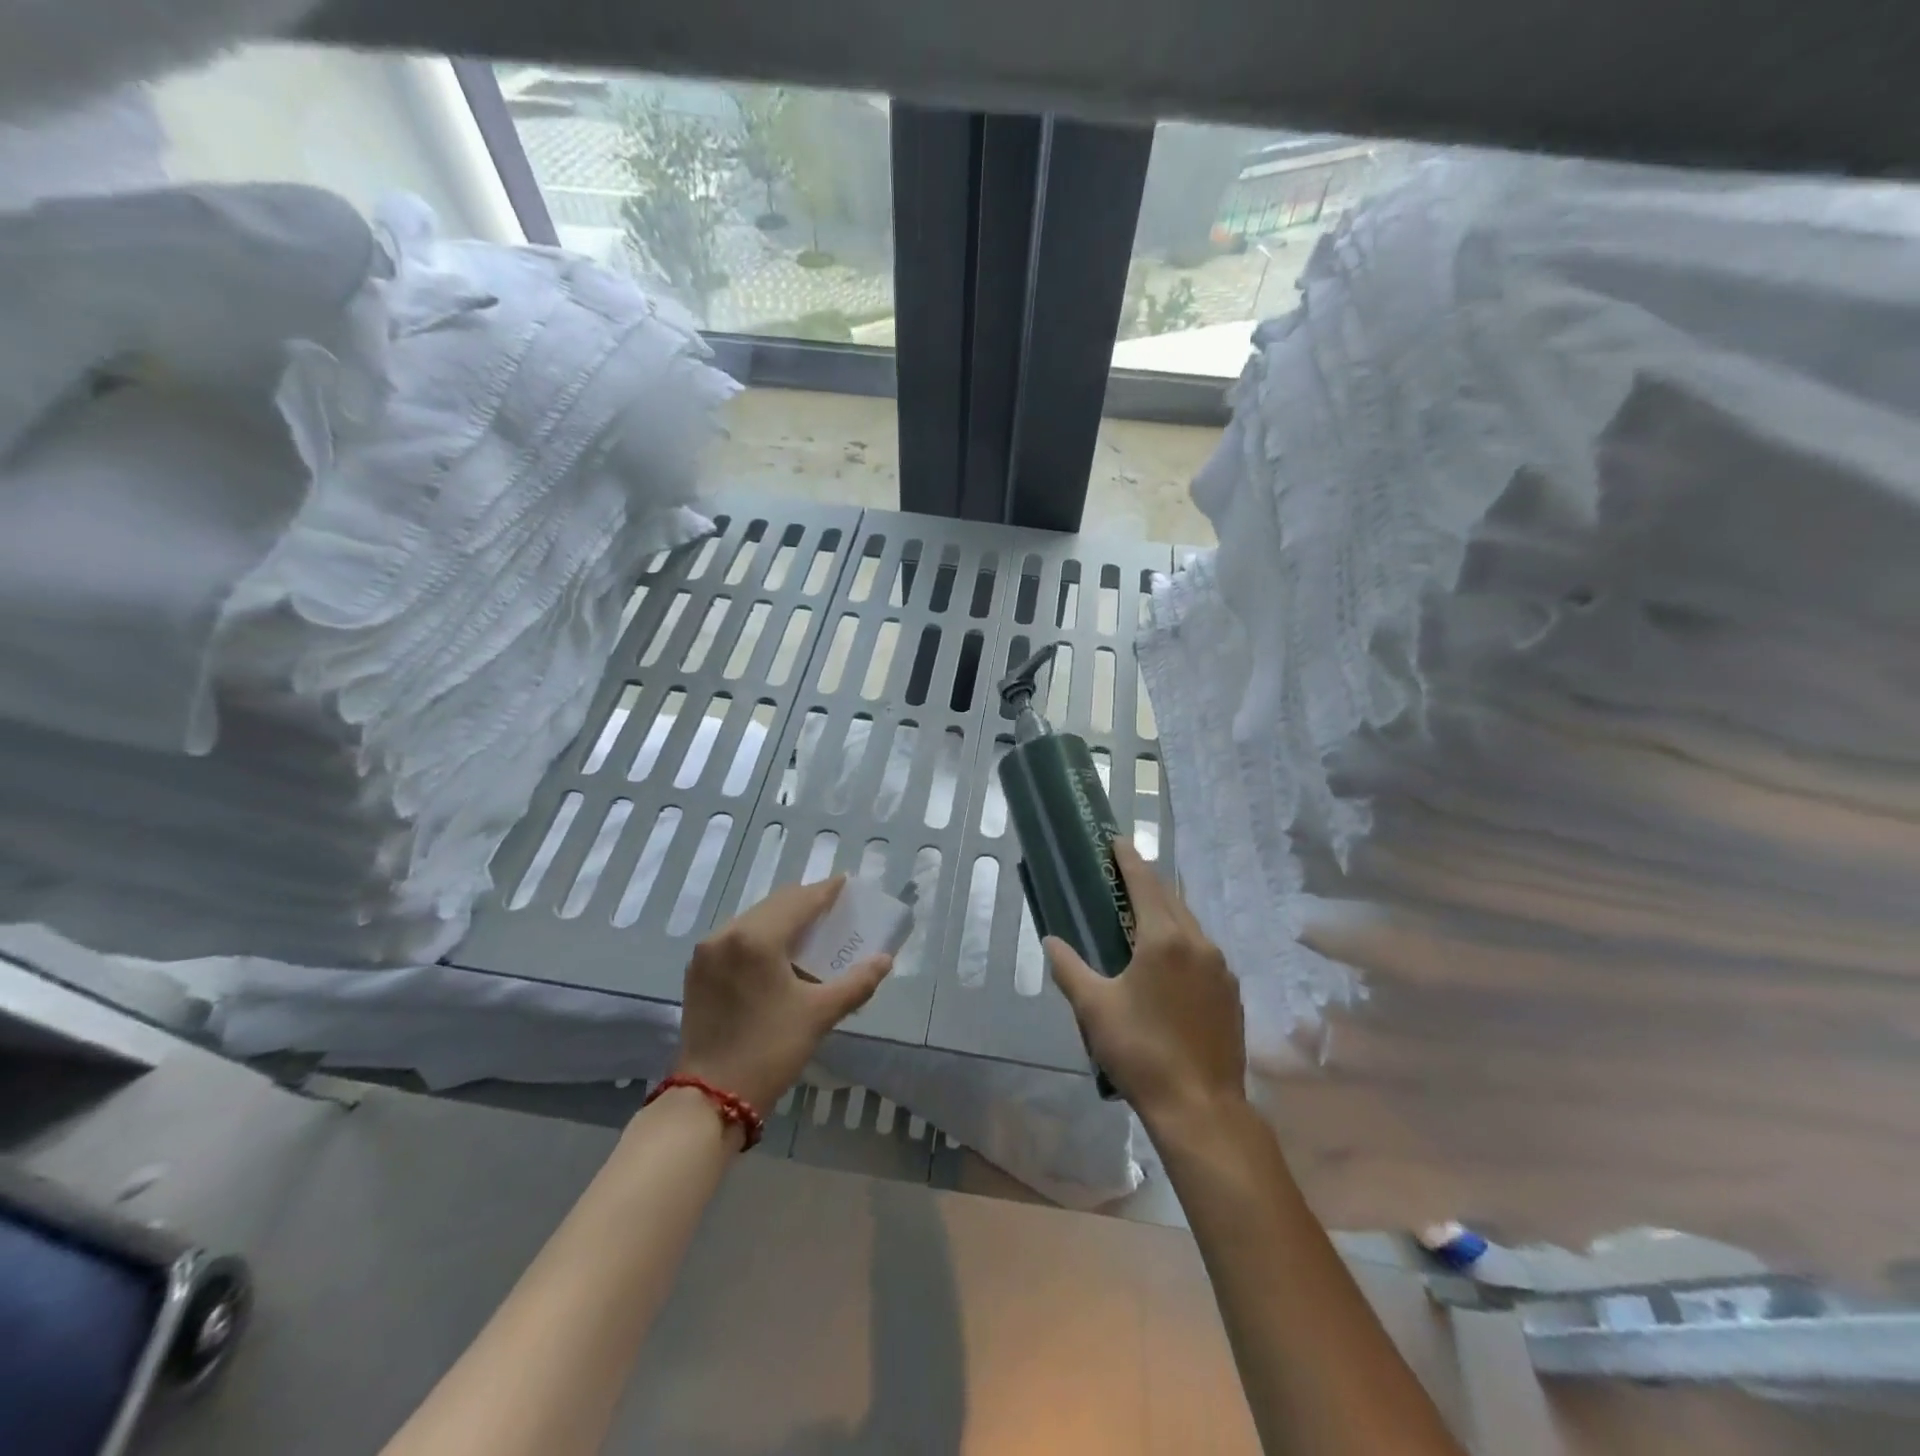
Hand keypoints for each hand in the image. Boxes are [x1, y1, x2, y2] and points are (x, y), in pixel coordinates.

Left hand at [674, 876, 892, 1113]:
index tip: (845, 883)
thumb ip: (856, 982)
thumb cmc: (769, 1050)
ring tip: (809, 930)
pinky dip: (761, 937)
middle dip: (805, 903)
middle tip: (832, 907)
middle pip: (774, 905)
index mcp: (756, 938)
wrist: (709, 1099)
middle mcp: (726, 934)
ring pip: (753, 920)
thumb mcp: (819, 1015)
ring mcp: (706, 953)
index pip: (799, 900)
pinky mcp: (697, 972)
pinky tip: (778, 953)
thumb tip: (884, 960)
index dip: (825, 891)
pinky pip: (736, 939)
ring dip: (782, 919)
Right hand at [1045, 839, 1245, 1127]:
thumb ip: (1069, 968)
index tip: (1116, 841)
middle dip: (1148, 882)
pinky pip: (1203, 951)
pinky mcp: (1231, 993)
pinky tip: (1169, 961)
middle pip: (1171, 899)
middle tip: (1123, 874)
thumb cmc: (1141, 1051)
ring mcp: (1221, 969)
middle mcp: (1199, 944)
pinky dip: (1183, 940)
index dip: (1129, 860)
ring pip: (1191, 925)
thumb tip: (1051, 941)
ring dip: (1167, 911)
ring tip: (1143, 915)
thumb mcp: (1094, 1008)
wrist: (1201, 1107)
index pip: (1145, 884)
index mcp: (1165, 939)